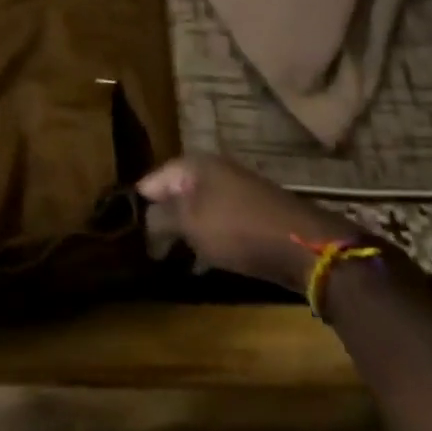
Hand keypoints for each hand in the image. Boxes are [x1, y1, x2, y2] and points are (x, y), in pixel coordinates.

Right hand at [138, 154, 356, 294]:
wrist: (304, 246)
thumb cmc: (238, 228)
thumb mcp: (190, 223)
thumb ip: (160, 218)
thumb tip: (145, 220)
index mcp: (193, 165)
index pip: (150, 181)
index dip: (137, 207)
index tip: (127, 235)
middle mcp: (212, 171)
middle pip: (173, 195)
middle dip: (160, 221)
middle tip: (146, 251)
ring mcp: (234, 192)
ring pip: (195, 211)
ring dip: (182, 233)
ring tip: (168, 260)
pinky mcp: (250, 214)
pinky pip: (216, 224)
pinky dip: (205, 240)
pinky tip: (199, 265)